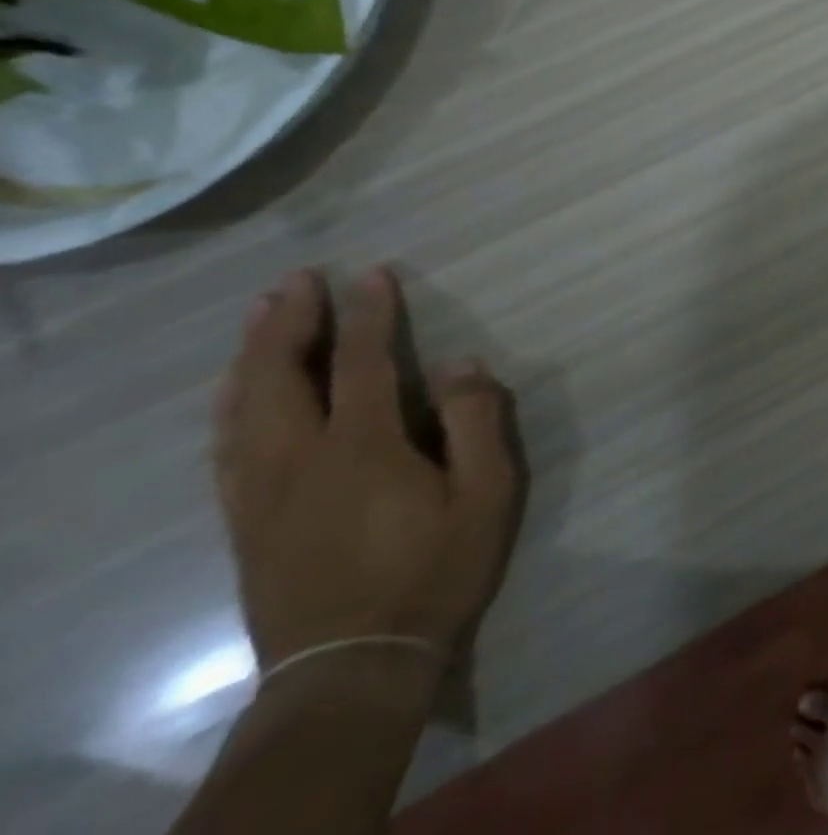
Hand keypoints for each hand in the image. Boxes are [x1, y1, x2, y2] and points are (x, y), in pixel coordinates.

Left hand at [213, 267, 521, 671]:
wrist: (353, 666)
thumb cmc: (435, 570)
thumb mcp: (486, 492)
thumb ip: (476, 420)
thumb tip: (460, 361)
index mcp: (362, 448)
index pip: (361, 362)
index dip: (367, 314)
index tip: (371, 274)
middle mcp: (299, 460)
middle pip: (280, 377)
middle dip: (286, 323)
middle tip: (296, 280)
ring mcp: (261, 493)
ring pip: (241, 409)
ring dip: (250, 355)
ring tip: (259, 317)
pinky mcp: (245, 522)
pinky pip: (226, 448)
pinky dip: (230, 405)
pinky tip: (237, 392)